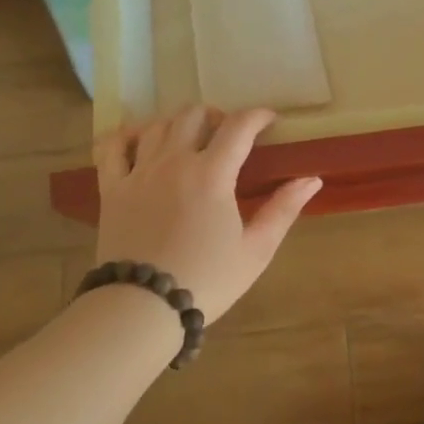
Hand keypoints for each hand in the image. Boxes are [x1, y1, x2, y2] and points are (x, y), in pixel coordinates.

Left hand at [93, 107, 320, 323]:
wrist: (142, 308)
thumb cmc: (207, 280)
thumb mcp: (256, 250)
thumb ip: (283, 209)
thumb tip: (312, 179)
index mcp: (212, 174)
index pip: (238, 126)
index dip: (257, 116)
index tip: (269, 120)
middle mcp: (174, 162)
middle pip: (193, 115)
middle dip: (216, 115)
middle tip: (228, 134)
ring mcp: (139, 172)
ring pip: (157, 125)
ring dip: (178, 123)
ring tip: (190, 138)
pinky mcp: (112, 188)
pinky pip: (111, 146)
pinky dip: (125, 135)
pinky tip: (137, 139)